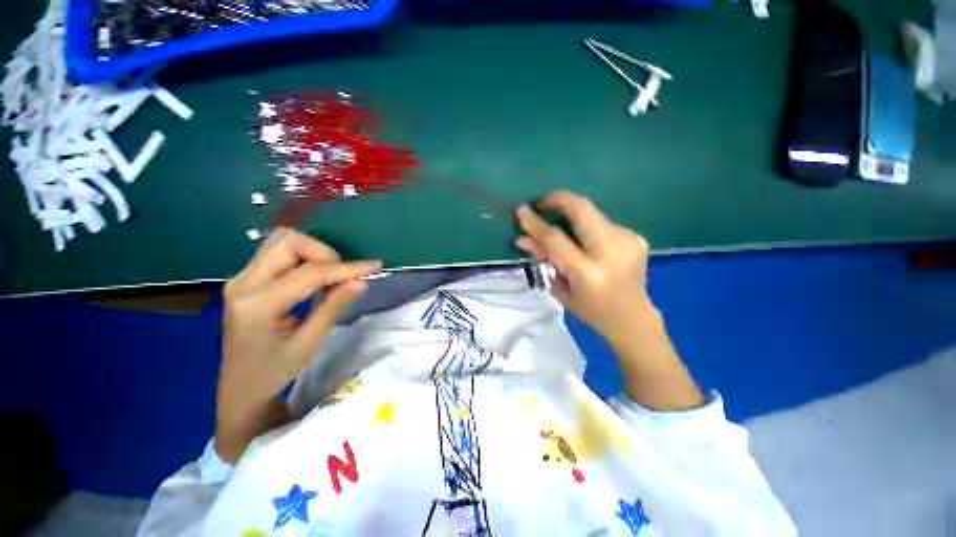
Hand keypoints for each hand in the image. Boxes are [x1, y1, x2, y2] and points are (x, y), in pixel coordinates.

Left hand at [216, 229, 381, 462]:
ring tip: (330, 279)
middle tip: (342, 277)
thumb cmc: (273, 373)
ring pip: (283, 242)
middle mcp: (243, 283)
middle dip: (324, 253)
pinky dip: (304, 259)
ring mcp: (241, 278)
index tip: (375, 267)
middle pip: (288, 242)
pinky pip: (279, 253)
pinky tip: (315, 281)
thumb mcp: (308, 344)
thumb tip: (362, 281)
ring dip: (314, 254)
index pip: (309, 272)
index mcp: (258, 304)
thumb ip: (333, 308)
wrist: (240, 388)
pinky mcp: (246, 279)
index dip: (346, 268)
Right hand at [515, 190, 654, 341]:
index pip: (556, 239)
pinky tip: (585, 241)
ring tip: (561, 226)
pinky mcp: (636, 237)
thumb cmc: (591, 310)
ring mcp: (628, 240)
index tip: (521, 210)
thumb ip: (543, 260)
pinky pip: (602, 222)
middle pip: (582, 210)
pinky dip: (587, 226)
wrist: (633, 318)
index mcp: (588, 273)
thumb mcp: (560, 289)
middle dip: (559, 200)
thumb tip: (523, 238)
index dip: (536, 223)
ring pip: (592, 212)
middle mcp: (611, 252)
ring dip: (572, 214)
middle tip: (542, 204)